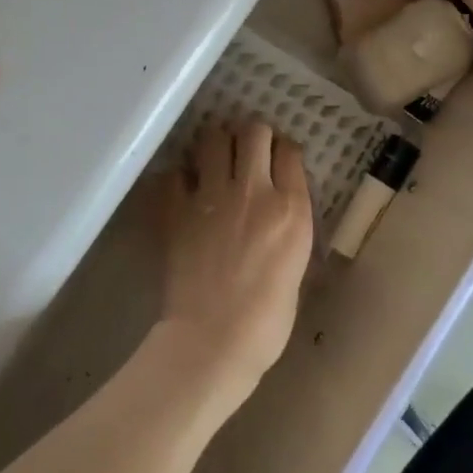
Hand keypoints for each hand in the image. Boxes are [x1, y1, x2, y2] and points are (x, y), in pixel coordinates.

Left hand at [156, 120, 313, 401]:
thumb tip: (277, 209)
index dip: (284, 150)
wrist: (213, 341)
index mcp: (291, 209)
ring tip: (215, 157)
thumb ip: (288, 228)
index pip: (290, 152)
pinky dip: (181, 173)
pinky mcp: (178, 208)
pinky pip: (176, 171)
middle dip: (252, 134)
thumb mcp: (296, 267)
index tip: (279, 158)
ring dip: (216, 142)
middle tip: (247, 149)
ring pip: (213, 138)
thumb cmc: (267, 321)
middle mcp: (254, 191)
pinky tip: (185, 187)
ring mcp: (212, 196)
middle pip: (254, 131)